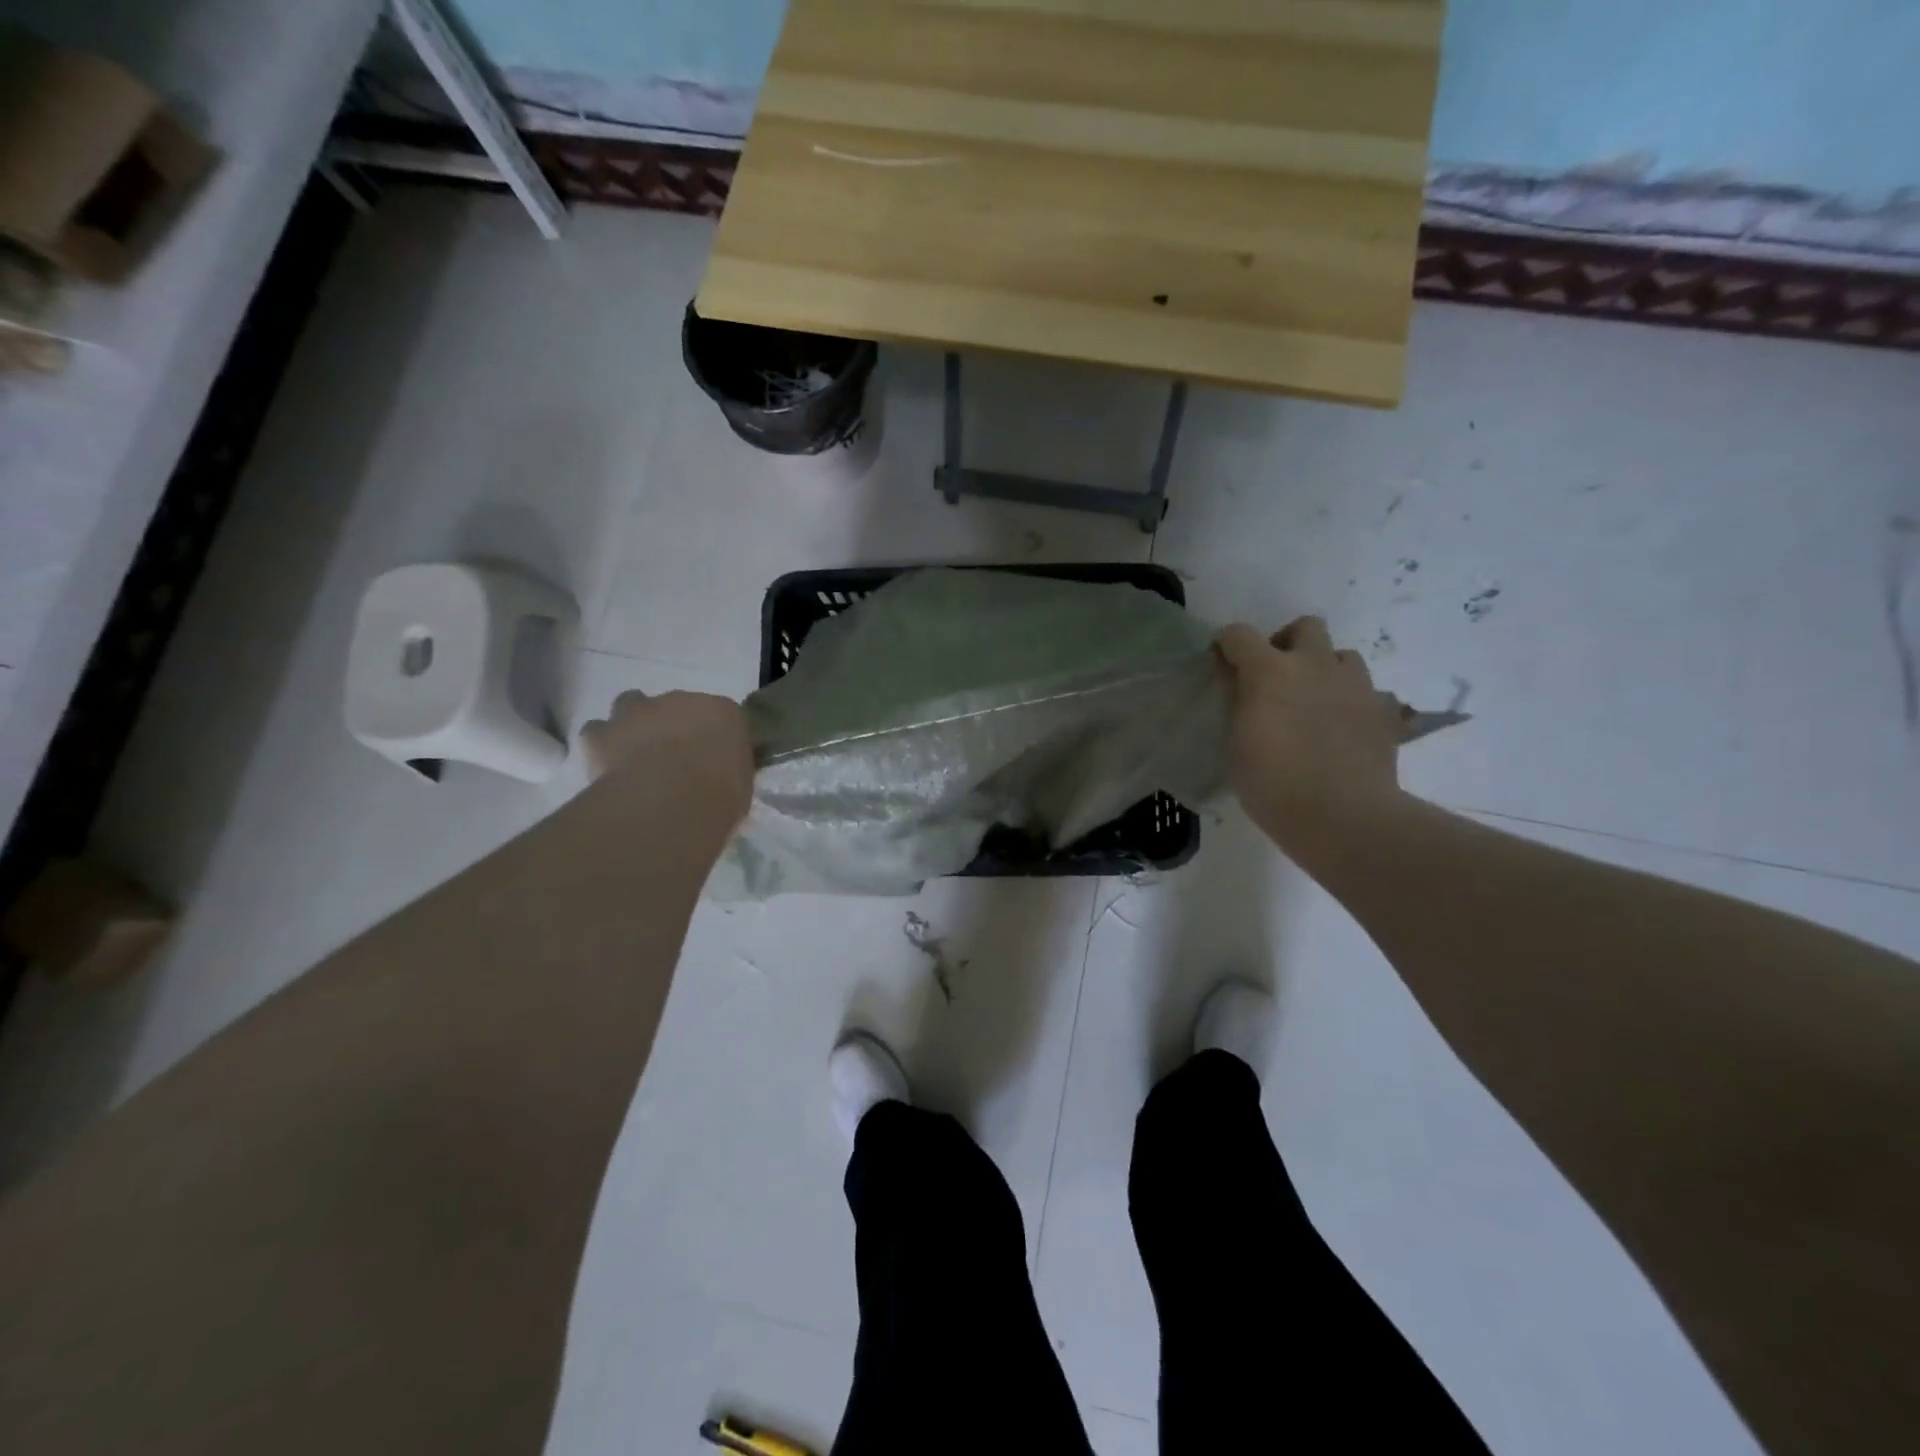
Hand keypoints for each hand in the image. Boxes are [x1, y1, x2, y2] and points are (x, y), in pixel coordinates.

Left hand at [580, 690, 754, 823]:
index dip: (714, 737)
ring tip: (635, 755)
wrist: (671, 801)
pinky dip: (601, 745)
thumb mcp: (741, 787)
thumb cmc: (719, 795)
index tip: (713, 760)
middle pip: (674, 705)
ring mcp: (638, 712)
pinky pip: (597, 732)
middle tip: (674, 759)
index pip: (722, 716)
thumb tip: (722, 782)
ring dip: (633, 724)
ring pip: (630, 705)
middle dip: (673, 726)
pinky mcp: (602, 733)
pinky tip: (608, 767)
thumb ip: (730, 774)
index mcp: (723, 712)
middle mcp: (679, 701)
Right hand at [1214, 618, 1405, 848]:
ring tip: (1313, 702)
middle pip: (1305, 627)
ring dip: (1324, 669)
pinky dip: (1350, 701)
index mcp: (1269, 672)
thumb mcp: (1236, 745)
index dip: (1227, 646)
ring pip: (1341, 655)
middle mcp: (1314, 665)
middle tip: (1277, 678)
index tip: (1223, 667)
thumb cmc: (1273, 784)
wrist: (1343, 816)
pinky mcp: (1382, 710)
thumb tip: (1239, 684)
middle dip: (1287, 643)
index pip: (1239, 634)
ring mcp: (1354, 685)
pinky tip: (1340, 729)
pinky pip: (1365, 692)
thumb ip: (1238, 704)